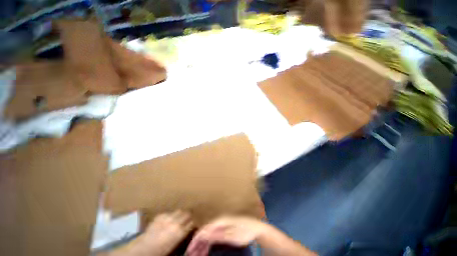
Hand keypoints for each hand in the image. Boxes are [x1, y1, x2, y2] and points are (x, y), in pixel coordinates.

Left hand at [139, 211, 193, 255]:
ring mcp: (168, 217)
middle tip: (188, 218)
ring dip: (180, 214)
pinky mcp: (161, 215)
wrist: (144, 248)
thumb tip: (186, 228)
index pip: (191, 223)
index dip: (192, 223)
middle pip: (187, 214)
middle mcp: (176, 223)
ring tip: (178, 216)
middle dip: (188, 216)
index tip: (192, 223)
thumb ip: (181, 234)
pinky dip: (169, 215)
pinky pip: (169, 213)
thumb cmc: (161, 251)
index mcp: (180, 232)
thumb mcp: (174, 244)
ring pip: (179, 211)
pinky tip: (167, 220)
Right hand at [186, 216, 265, 255]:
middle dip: (197, 244)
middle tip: (191, 255)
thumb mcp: (232, 235)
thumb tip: (204, 234)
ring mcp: (221, 225)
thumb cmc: (244, 231)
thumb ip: (218, 234)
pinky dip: (207, 244)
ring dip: (201, 245)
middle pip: (204, 232)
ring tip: (197, 255)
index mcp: (220, 221)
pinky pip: (212, 237)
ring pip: (208, 235)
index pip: (204, 229)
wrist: (255, 228)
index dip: (195, 240)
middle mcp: (218, 222)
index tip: (189, 251)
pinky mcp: (223, 229)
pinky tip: (205, 251)